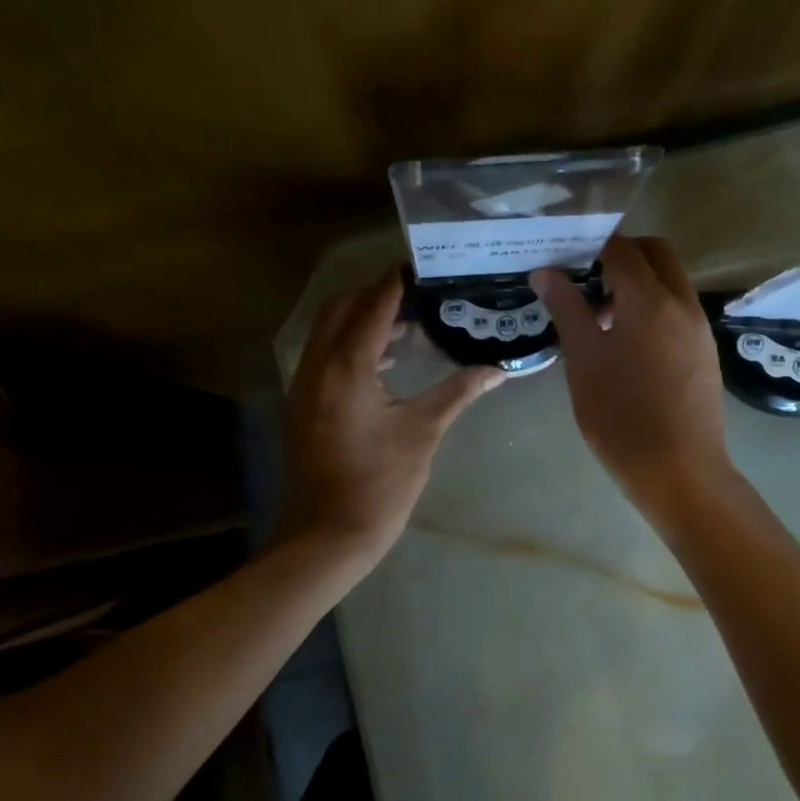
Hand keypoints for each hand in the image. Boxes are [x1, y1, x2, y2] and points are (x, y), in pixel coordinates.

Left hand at [280, 269, 503, 565]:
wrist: (327, 536)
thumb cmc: (379, 484)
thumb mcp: (423, 433)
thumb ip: (457, 392)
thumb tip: (498, 369)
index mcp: (347, 368)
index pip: (373, 306)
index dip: (396, 282)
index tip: (421, 264)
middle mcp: (317, 366)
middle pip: (341, 307)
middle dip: (374, 294)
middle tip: (415, 295)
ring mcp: (303, 384)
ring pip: (327, 330)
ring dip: (360, 319)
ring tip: (406, 324)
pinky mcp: (302, 402)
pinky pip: (323, 354)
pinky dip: (349, 344)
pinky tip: (384, 362)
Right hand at [530, 236, 732, 517]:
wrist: (679, 472)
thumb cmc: (620, 415)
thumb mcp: (583, 359)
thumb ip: (566, 309)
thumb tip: (545, 272)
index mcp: (650, 301)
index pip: (622, 249)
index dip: (591, 245)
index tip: (565, 257)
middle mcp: (682, 304)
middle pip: (656, 254)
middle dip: (621, 255)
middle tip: (586, 280)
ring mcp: (699, 328)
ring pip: (670, 281)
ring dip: (638, 282)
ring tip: (601, 316)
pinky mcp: (705, 352)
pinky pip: (678, 309)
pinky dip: (653, 306)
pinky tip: (626, 343)